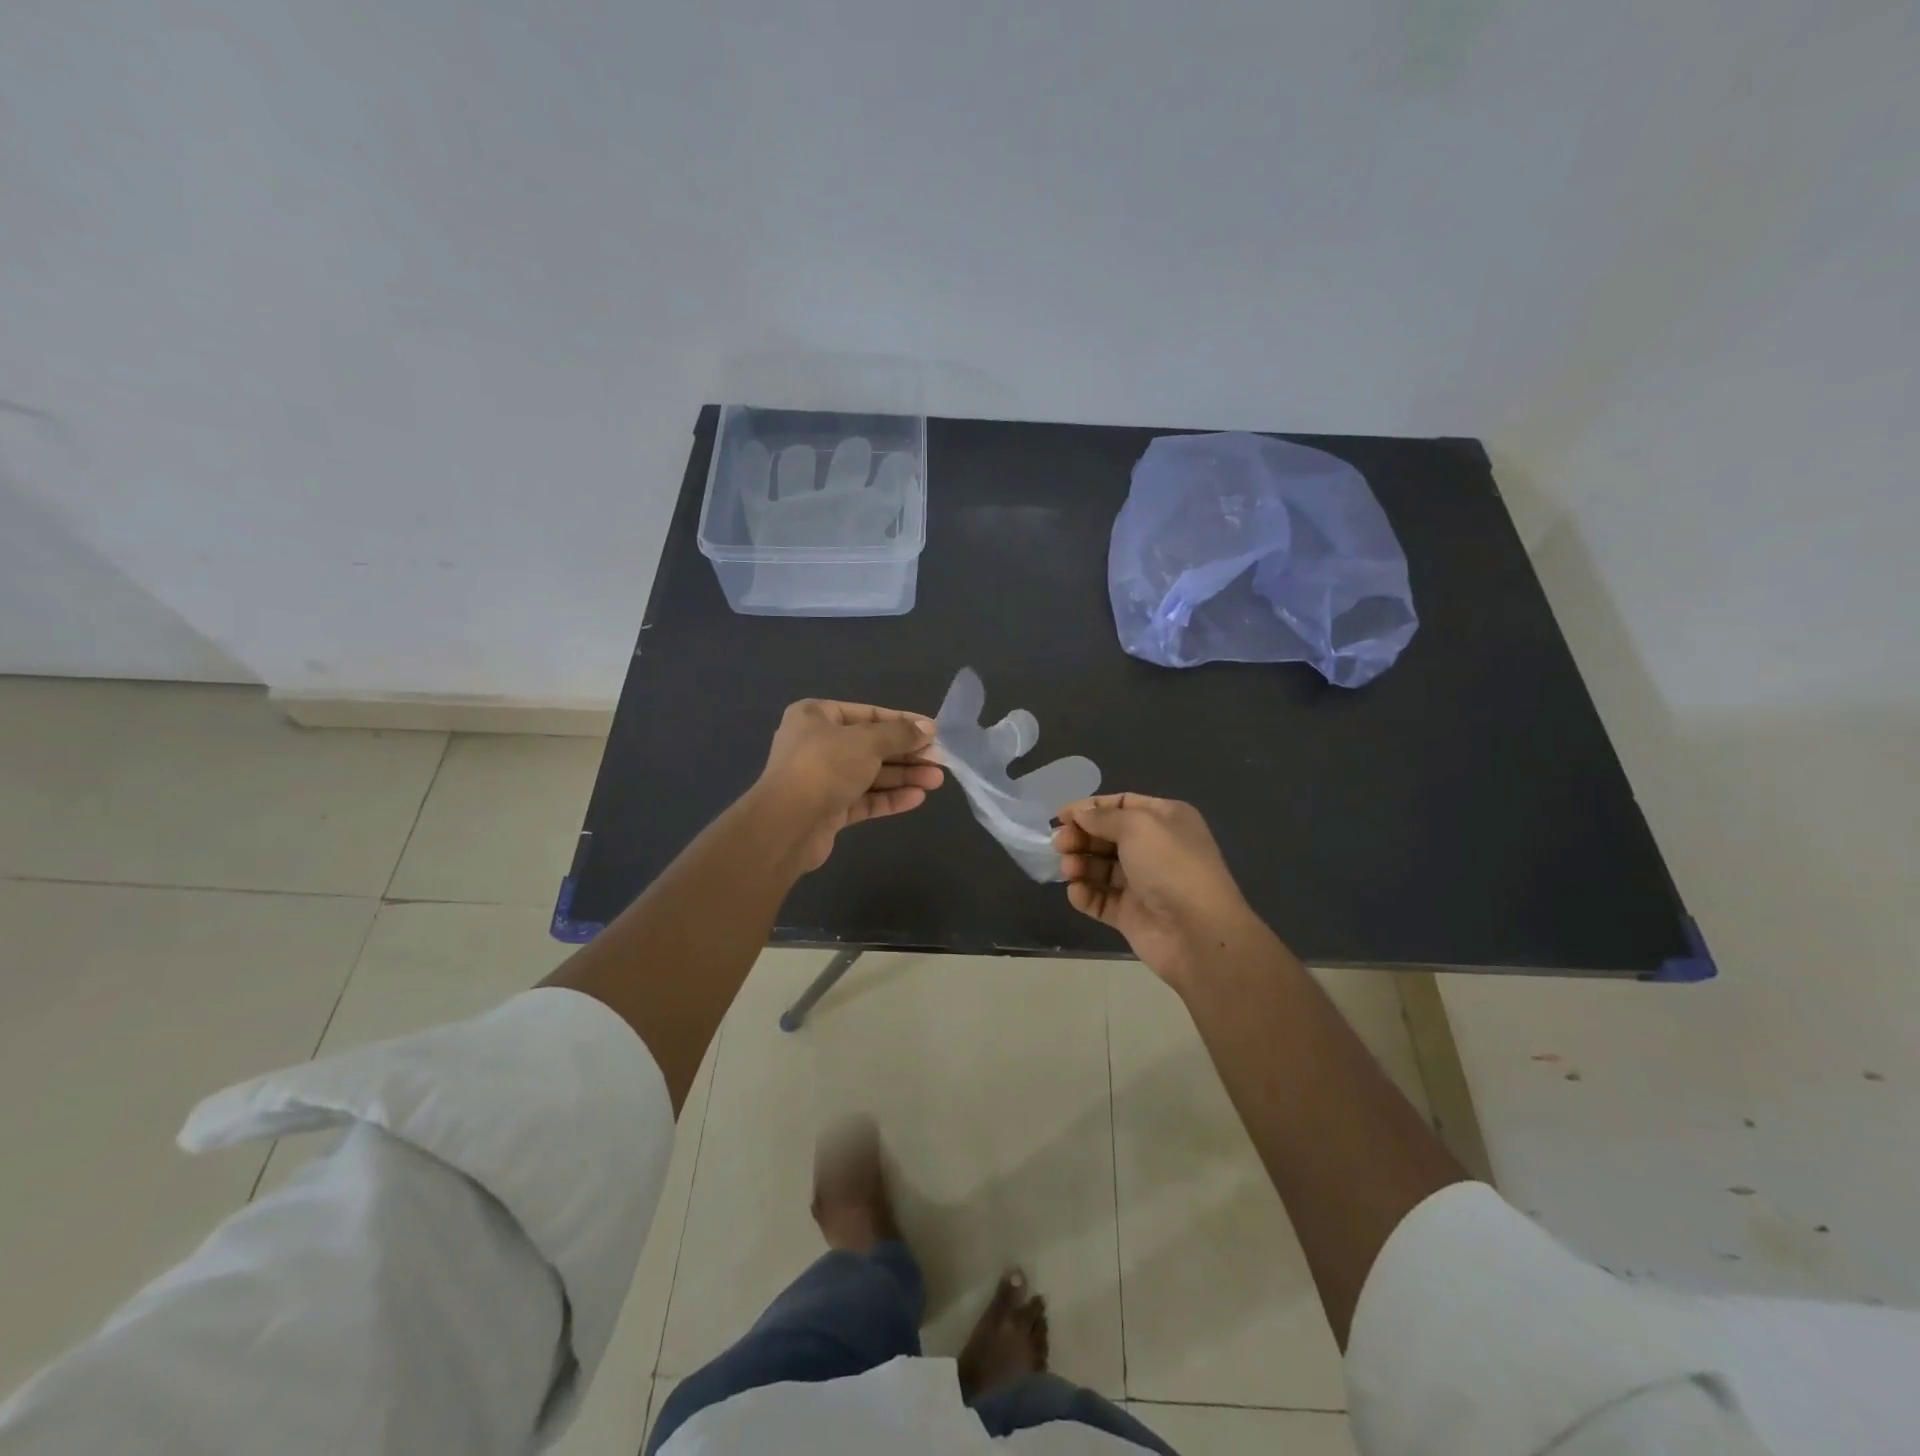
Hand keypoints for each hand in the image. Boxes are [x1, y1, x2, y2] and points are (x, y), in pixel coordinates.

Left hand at [755, 700, 942, 870]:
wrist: (788, 823)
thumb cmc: (825, 766)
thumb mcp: (868, 741)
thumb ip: (900, 734)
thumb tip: (928, 729)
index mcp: (816, 716)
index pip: (868, 714)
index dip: (903, 722)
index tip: (933, 732)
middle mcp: (817, 743)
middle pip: (871, 746)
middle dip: (907, 754)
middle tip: (940, 760)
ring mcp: (822, 779)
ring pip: (870, 774)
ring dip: (904, 777)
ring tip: (937, 780)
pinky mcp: (828, 809)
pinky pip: (864, 799)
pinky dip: (889, 798)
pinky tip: (917, 798)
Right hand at [1053, 794, 1265, 985]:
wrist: (1198, 932)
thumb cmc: (1170, 866)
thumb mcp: (1138, 826)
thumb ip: (1103, 817)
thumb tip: (1080, 813)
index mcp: (1166, 820)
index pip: (1122, 805)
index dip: (1090, 808)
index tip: (1061, 816)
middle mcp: (1155, 848)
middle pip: (1107, 836)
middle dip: (1081, 837)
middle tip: (1059, 844)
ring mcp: (1143, 883)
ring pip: (1101, 868)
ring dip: (1080, 865)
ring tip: (1068, 870)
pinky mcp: (1131, 914)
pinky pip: (1101, 900)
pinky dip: (1086, 894)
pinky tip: (1076, 892)